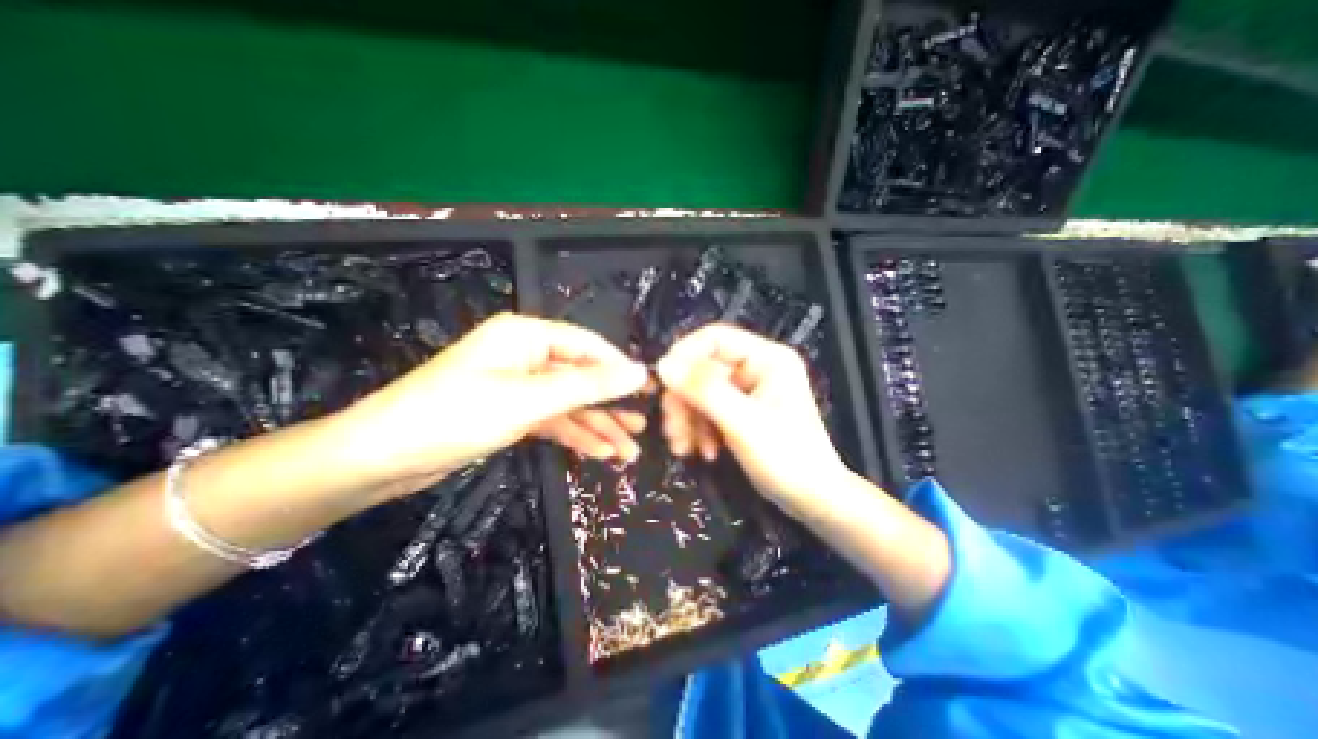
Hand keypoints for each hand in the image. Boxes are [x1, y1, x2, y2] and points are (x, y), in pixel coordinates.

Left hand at [337, 312, 648, 489]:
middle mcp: (526, 354)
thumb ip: (588, 385)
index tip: (650, 391)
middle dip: (611, 404)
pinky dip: (575, 435)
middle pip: (581, 377)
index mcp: (528, 335)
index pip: (588, 346)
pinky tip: (599, 452)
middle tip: (643, 425)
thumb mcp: (530, 399)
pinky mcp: (511, 410)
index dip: (621, 368)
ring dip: (597, 425)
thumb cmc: (456, 416)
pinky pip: (553, 419)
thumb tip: (638, 372)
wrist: (381, 458)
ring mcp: (519, 384)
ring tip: (628, 450)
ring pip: (570, 402)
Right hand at [654, 323, 848, 517]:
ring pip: (699, 391)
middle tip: (672, 431)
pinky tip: (703, 451)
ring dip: (687, 419)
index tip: (663, 383)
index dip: (684, 356)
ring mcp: (747, 389)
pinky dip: (698, 429)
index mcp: (767, 358)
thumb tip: (664, 365)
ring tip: (685, 448)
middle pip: (702, 368)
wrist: (811, 499)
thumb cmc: (787, 459)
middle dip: (684, 400)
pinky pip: (706, 409)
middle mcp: (756, 367)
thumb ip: (704, 391)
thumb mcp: (744, 423)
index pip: (714, 339)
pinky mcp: (739, 409)